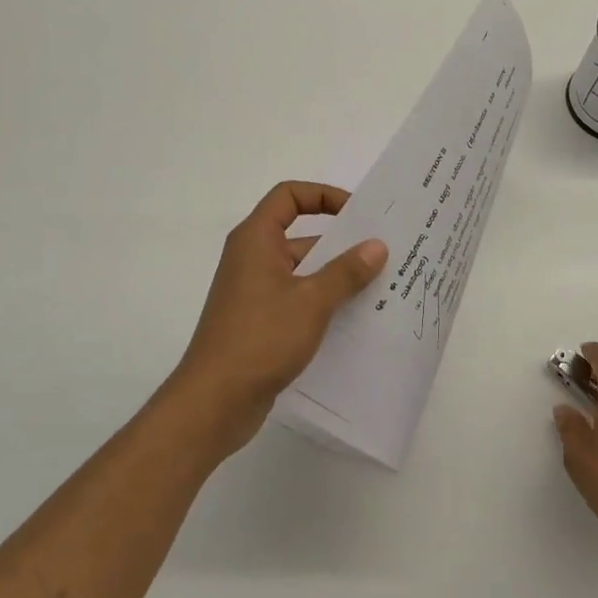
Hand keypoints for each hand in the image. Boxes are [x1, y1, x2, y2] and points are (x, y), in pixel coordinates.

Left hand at [165, 182, 386, 459]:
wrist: (215, 401)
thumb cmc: (261, 337)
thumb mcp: (312, 301)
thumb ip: (347, 271)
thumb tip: (377, 245)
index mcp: (256, 239)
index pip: (289, 196)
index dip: (323, 195)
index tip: (358, 211)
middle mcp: (252, 258)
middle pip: (300, 234)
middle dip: (341, 241)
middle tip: (383, 250)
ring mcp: (254, 292)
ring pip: (302, 271)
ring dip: (336, 276)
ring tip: (380, 285)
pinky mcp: (260, 322)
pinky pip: (297, 300)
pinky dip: (323, 303)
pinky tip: (356, 318)